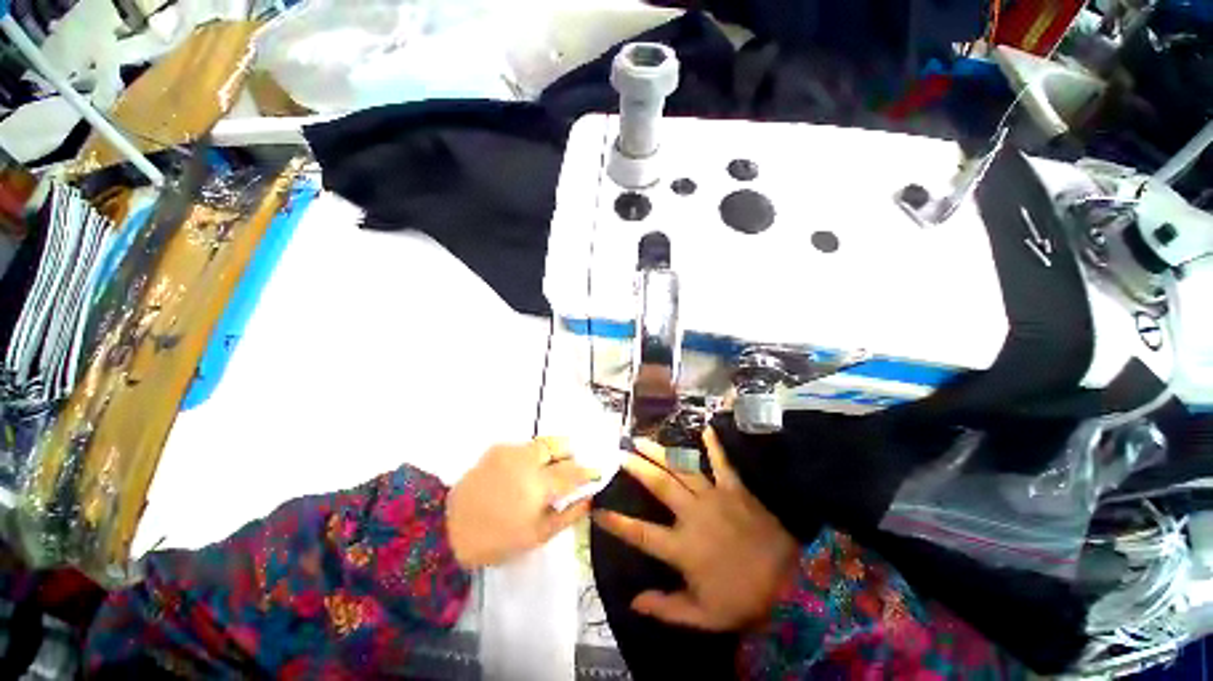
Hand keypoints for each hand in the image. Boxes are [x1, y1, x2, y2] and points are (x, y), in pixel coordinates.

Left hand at [447, 438, 596, 568]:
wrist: (448, 530)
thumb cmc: (497, 540)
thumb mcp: (538, 535)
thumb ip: (568, 514)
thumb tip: (589, 498)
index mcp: (538, 484)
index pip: (573, 471)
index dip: (588, 471)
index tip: (596, 474)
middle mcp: (526, 459)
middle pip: (559, 444)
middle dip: (569, 454)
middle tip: (569, 470)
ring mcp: (510, 451)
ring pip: (542, 444)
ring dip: (550, 454)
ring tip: (545, 473)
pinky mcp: (497, 449)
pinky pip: (524, 447)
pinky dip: (532, 456)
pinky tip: (523, 474)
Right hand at [593, 428, 798, 630]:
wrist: (791, 584)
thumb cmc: (743, 600)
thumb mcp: (703, 616)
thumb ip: (666, 608)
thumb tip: (633, 602)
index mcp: (683, 547)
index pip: (641, 533)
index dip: (618, 522)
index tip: (598, 509)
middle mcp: (694, 515)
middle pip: (659, 485)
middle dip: (636, 467)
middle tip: (620, 453)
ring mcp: (715, 497)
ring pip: (681, 468)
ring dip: (660, 452)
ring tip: (642, 439)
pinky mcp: (735, 489)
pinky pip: (721, 462)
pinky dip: (713, 445)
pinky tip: (704, 428)